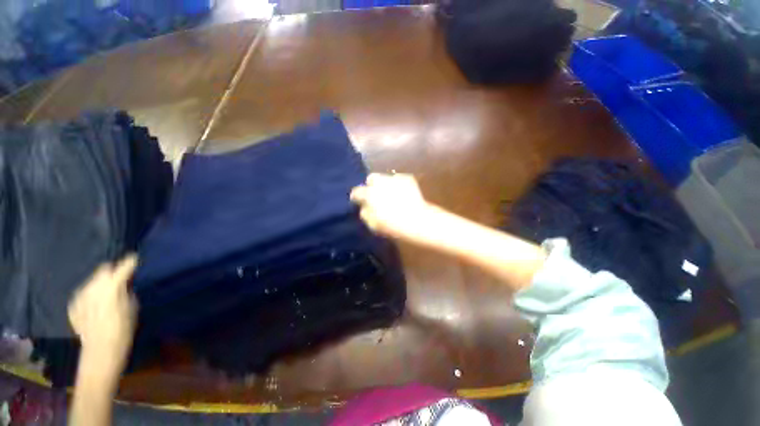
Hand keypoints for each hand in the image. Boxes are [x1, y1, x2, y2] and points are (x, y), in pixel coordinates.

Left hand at [68, 256, 137, 374]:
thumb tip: (125, 282)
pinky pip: (84, 293)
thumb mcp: (133, 307)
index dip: (131, 262)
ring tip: (107, 293)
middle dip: (112, 271)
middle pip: (103, 269)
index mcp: (112, 286)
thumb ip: (127, 290)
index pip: (123, 265)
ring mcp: (80, 295)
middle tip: (120, 279)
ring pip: (92, 280)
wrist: (100, 351)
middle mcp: (93, 286)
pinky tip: (95, 306)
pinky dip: (91, 295)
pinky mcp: (73, 304)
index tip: (135, 260)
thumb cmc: (123, 329)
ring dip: (101, 282)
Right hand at [350, 173, 432, 241]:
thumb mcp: (373, 224)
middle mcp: (380, 182)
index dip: (356, 197)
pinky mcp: (407, 178)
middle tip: (376, 195)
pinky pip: (398, 180)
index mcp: (370, 194)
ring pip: (386, 177)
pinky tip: (403, 194)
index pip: (357, 191)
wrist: (417, 220)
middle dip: (371, 185)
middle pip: (371, 178)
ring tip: (391, 195)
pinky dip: (398, 185)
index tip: (358, 201)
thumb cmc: (393, 225)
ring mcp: (395, 178)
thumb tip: (364, 207)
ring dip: (385, 184)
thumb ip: (365, 213)